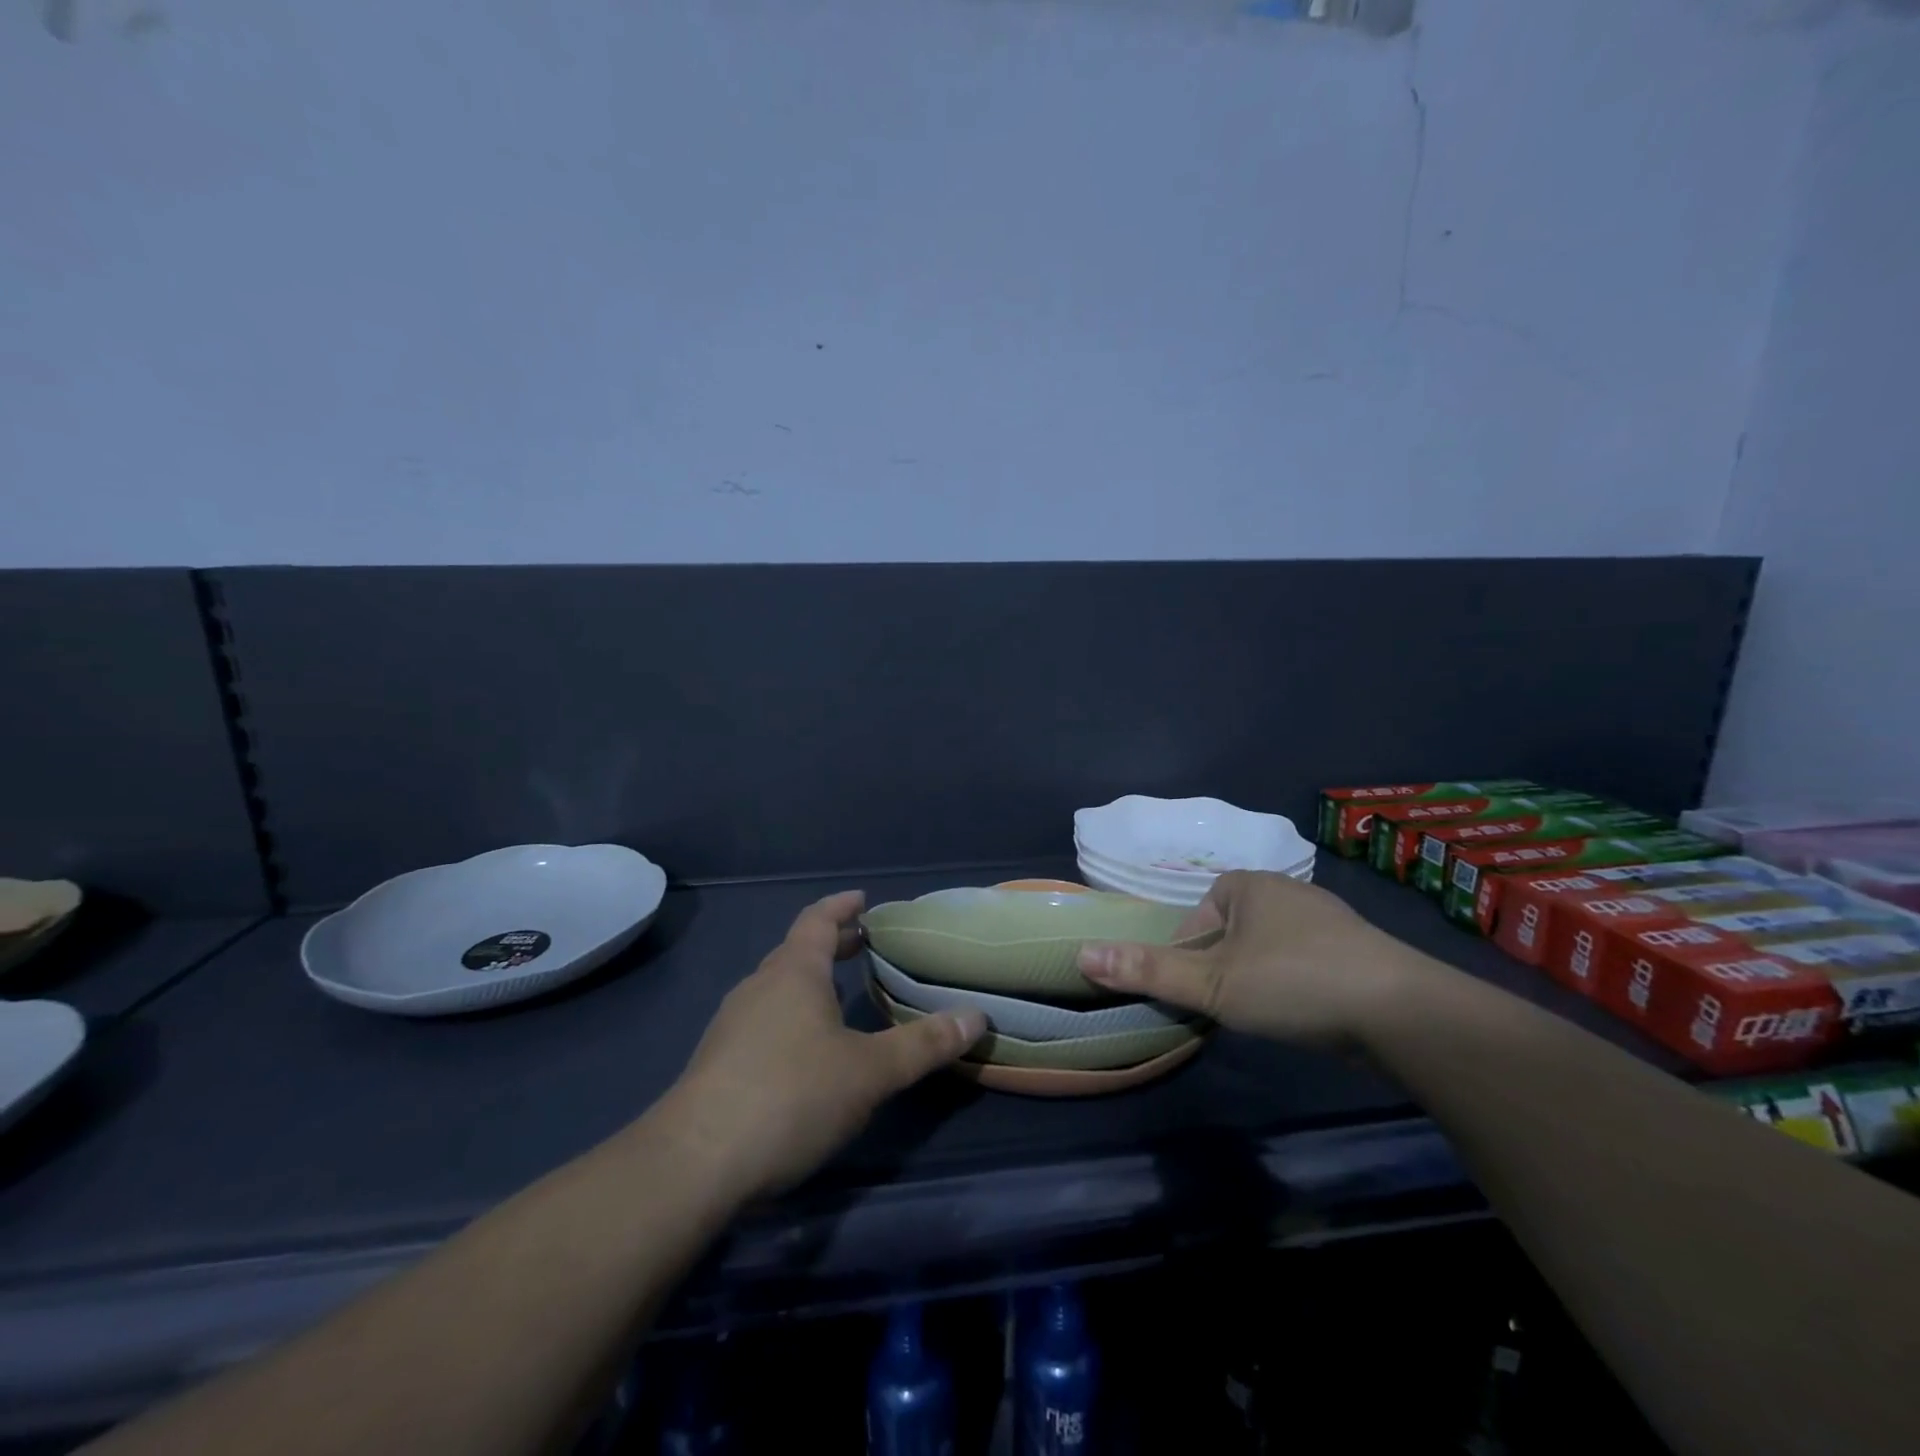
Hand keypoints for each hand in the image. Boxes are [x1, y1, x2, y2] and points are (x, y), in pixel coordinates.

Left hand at [659, 890, 986, 1200]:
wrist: (695, 1163)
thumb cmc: (791, 1096)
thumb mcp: (869, 1072)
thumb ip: (923, 1044)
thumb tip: (977, 1017)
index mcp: (793, 973)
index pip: (817, 920)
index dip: (841, 907)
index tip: (862, 900)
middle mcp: (759, 987)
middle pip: (796, 951)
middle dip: (830, 944)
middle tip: (861, 945)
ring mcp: (732, 1025)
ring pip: (777, 988)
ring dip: (809, 982)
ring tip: (839, 995)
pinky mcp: (718, 1063)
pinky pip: (763, 1020)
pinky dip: (791, 1015)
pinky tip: (805, 1050)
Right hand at [1077, 871, 1422, 1045]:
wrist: (1404, 1012)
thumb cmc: (1293, 983)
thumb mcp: (1212, 982)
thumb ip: (1148, 970)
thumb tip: (1081, 953)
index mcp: (1250, 885)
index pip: (1199, 911)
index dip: (1187, 948)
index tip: (1191, 986)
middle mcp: (1289, 891)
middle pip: (1234, 928)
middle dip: (1223, 962)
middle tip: (1222, 1003)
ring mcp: (1329, 920)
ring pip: (1272, 946)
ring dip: (1260, 974)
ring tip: (1261, 1012)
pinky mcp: (1359, 952)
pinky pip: (1309, 961)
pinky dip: (1297, 983)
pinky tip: (1304, 1013)